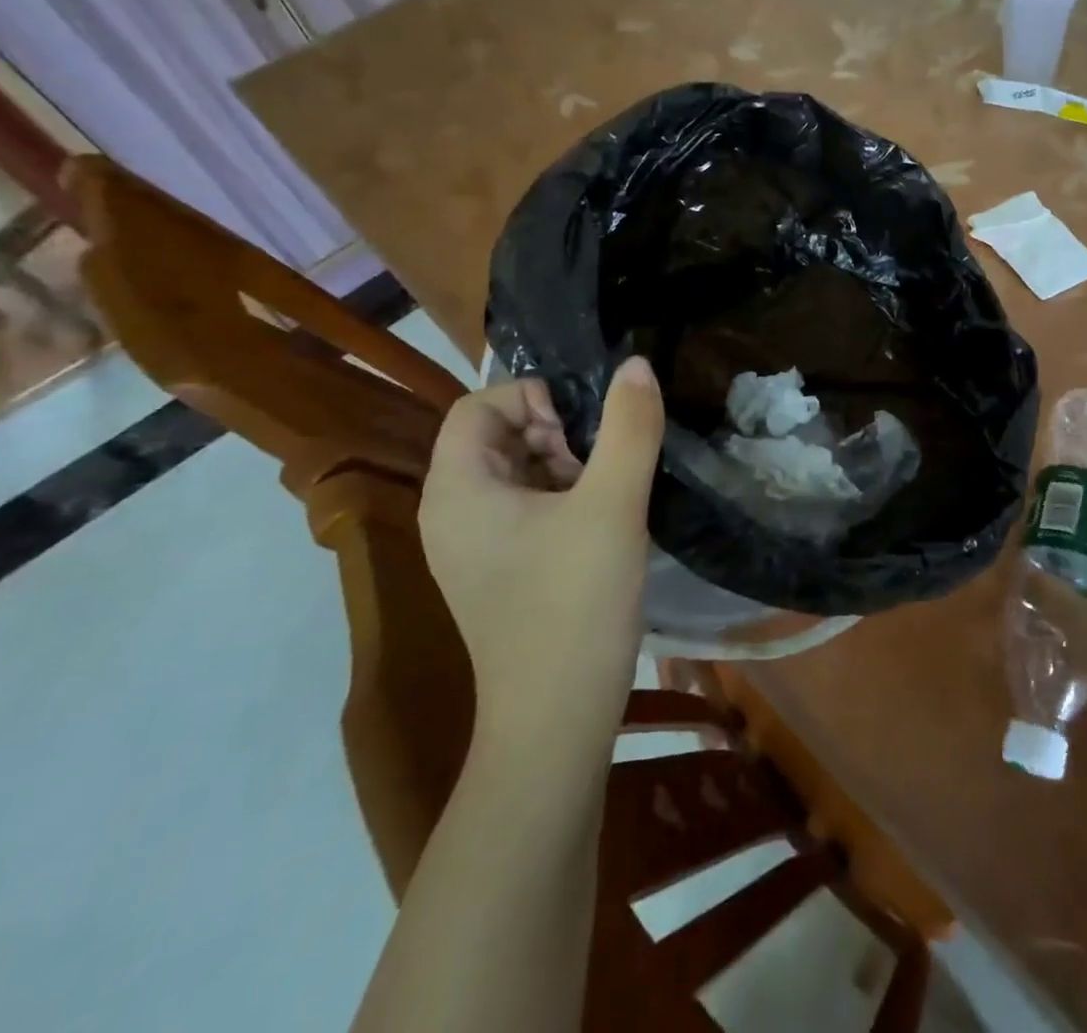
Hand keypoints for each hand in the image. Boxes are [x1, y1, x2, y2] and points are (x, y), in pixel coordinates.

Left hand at [419, 359, 664, 732]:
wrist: (556, 721)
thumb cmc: (574, 604)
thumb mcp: (612, 504)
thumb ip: (628, 427)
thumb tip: (636, 365)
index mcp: (458, 489)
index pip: (478, 406)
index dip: (532, 398)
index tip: (582, 429)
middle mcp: (451, 513)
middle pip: (496, 436)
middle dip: (554, 433)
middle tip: (599, 464)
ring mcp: (472, 547)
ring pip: (516, 472)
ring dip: (564, 466)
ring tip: (605, 494)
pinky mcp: (498, 572)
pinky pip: (524, 509)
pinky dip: (561, 499)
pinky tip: (601, 523)